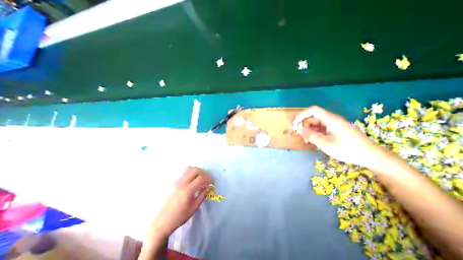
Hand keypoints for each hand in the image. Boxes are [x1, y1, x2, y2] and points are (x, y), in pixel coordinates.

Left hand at [147, 166, 210, 241]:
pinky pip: (183, 173)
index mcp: (187, 191)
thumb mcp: (194, 207)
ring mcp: (176, 182)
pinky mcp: (173, 182)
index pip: (200, 178)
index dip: (208, 177)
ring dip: (196, 171)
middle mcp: (181, 183)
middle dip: (203, 172)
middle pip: (194, 169)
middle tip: (206, 179)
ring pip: (188, 168)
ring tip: (199, 178)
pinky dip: (190, 173)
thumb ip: (202, 194)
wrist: (161, 222)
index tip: (212, 181)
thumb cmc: (179, 217)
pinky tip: (191, 181)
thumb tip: (209, 186)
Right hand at [295, 107, 386, 168]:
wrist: (371, 156)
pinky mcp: (336, 130)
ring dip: (310, 131)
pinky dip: (316, 133)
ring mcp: (334, 125)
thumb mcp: (325, 144)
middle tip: (302, 136)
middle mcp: (332, 120)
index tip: (295, 124)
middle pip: (313, 118)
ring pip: (317, 124)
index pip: (313, 110)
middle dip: (305, 126)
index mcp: (330, 119)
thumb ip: (310, 135)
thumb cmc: (348, 149)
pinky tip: (315, 141)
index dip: (302, 115)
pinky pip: (322, 129)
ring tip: (308, 141)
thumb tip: (299, 129)